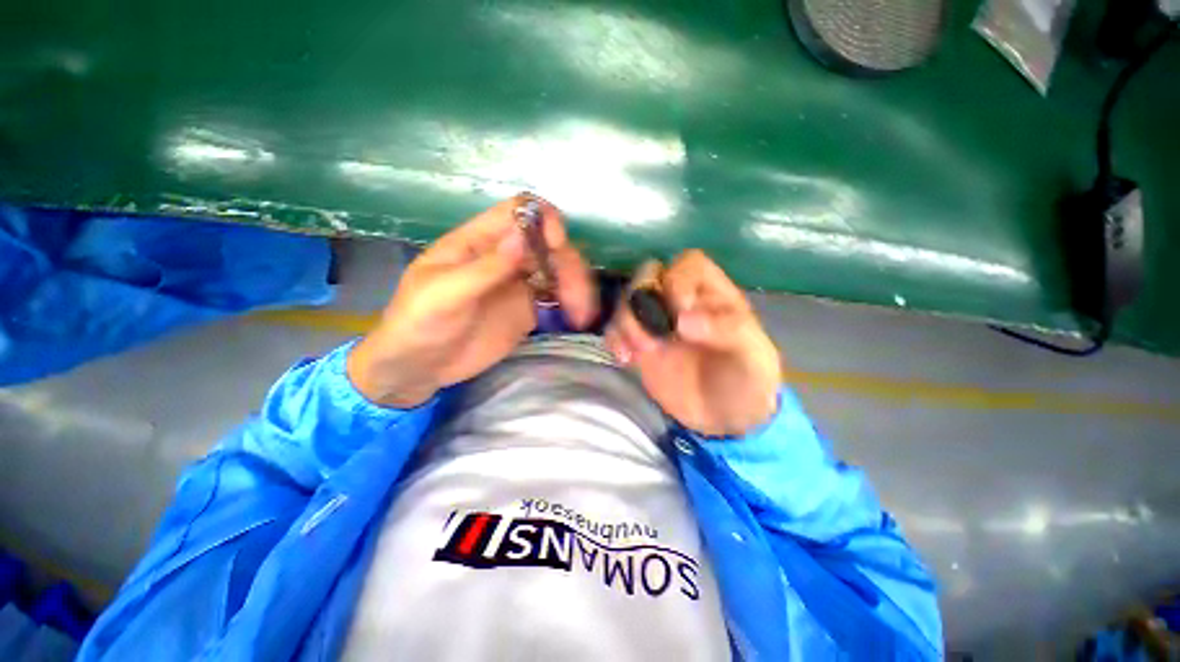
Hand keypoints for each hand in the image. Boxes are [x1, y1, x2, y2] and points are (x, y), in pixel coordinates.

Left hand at [347, 196, 597, 407]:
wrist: (419, 367)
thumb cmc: (419, 324)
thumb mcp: (444, 295)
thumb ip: (484, 268)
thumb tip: (521, 237)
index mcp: (478, 241)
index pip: (519, 212)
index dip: (544, 219)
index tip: (557, 244)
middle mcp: (504, 256)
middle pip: (548, 244)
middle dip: (568, 264)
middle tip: (576, 297)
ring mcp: (519, 283)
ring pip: (559, 270)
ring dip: (577, 286)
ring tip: (582, 314)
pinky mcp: (528, 308)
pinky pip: (558, 297)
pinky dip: (574, 303)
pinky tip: (579, 318)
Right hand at [605, 250, 780, 436]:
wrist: (725, 420)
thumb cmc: (746, 382)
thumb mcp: (752, 357)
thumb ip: (727, 331)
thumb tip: (684, 320)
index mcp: (712, 293)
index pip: (688, 264)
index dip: (678, 280)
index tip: (681, 314)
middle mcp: (679, 301)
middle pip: (648, 275)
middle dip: (643, 298)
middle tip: (655, 333)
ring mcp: (655, 322)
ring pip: (627, 300)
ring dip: (627, 321)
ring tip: (642, 351)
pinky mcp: (639, 344)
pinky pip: (616, 329)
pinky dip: (614, 338)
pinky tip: (624, 359)